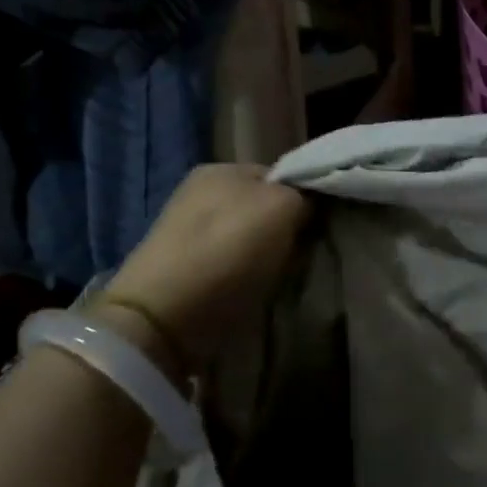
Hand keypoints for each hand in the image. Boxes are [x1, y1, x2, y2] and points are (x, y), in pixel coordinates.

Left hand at [85, 165, 310, 379]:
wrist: (164, 318)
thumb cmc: (228, 250)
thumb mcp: (282, 207)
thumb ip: (303, 195)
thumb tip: (309, 204)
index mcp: (220, 168)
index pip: (280, 175)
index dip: (304, 199)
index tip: (321, 227)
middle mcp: (200, 194)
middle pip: (264, 209)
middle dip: (286, 231)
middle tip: (303, 256)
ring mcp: (188, 234)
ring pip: (249, 241)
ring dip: (267, 260)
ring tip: (282, 280)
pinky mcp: (183, 273)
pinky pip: (231, 269)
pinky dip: (246, 281)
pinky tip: (255, 294)